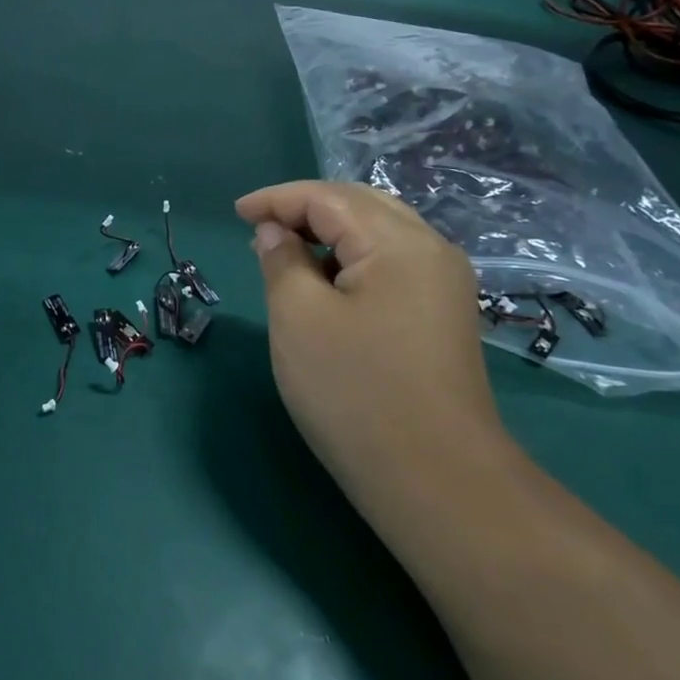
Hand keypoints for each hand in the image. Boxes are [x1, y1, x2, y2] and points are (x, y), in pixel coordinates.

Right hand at [235, 181, 507, 513]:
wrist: (436, 481)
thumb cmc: (355, 392)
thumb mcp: (298, 318)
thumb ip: (282, 260)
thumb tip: (276, 232)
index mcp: (399, 242)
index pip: (328, 197)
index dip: (277, 199)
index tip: (236, 213)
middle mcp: (431, 250)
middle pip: (360, 205)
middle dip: (305, 208)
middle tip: (259, 227)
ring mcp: (444, 284)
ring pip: (379, 232)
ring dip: (329, 232)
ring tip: (284, 252)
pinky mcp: (442, 314)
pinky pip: (391, 263)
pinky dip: (351, 258)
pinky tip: (325, 282)